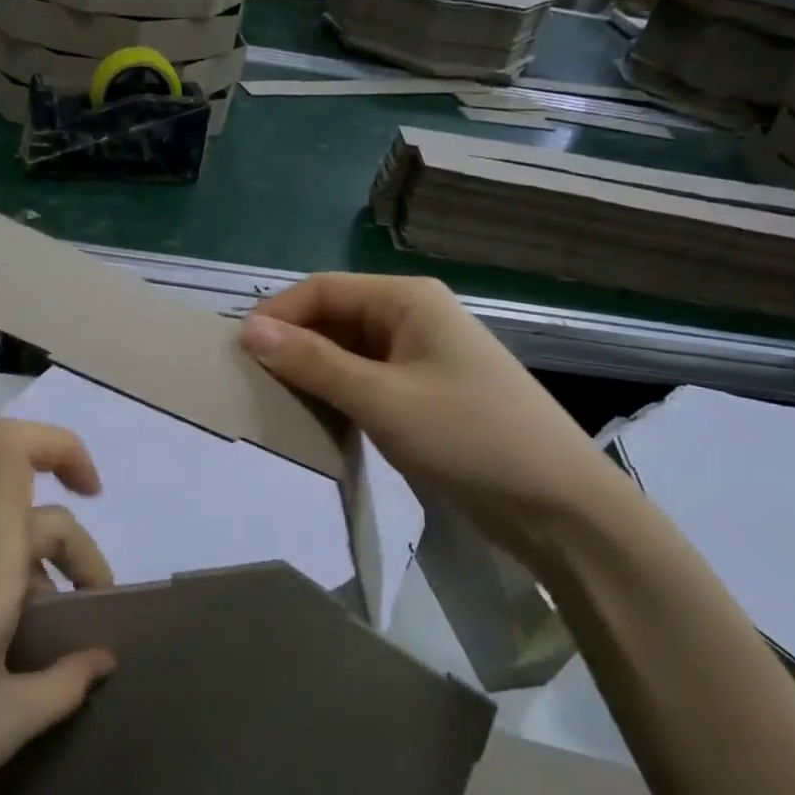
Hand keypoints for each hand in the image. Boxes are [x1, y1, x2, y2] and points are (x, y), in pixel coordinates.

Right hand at [239, 275, 627, 556]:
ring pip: (347, 352)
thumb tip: (249, 331)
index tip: (237, 353)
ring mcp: (420, 357)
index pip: (323, 289)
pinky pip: (366, 381)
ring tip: (274, 403)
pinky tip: (316, 419)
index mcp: (407, 300)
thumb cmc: (469, 437)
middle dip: (292, 345)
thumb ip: (314, 363)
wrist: (557, 504)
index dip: (277, 315)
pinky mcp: (423, 393)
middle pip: (334, 317)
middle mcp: (412, 318)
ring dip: (312, 373)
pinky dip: (337, 394)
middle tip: (250, 383)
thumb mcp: (382, 398)